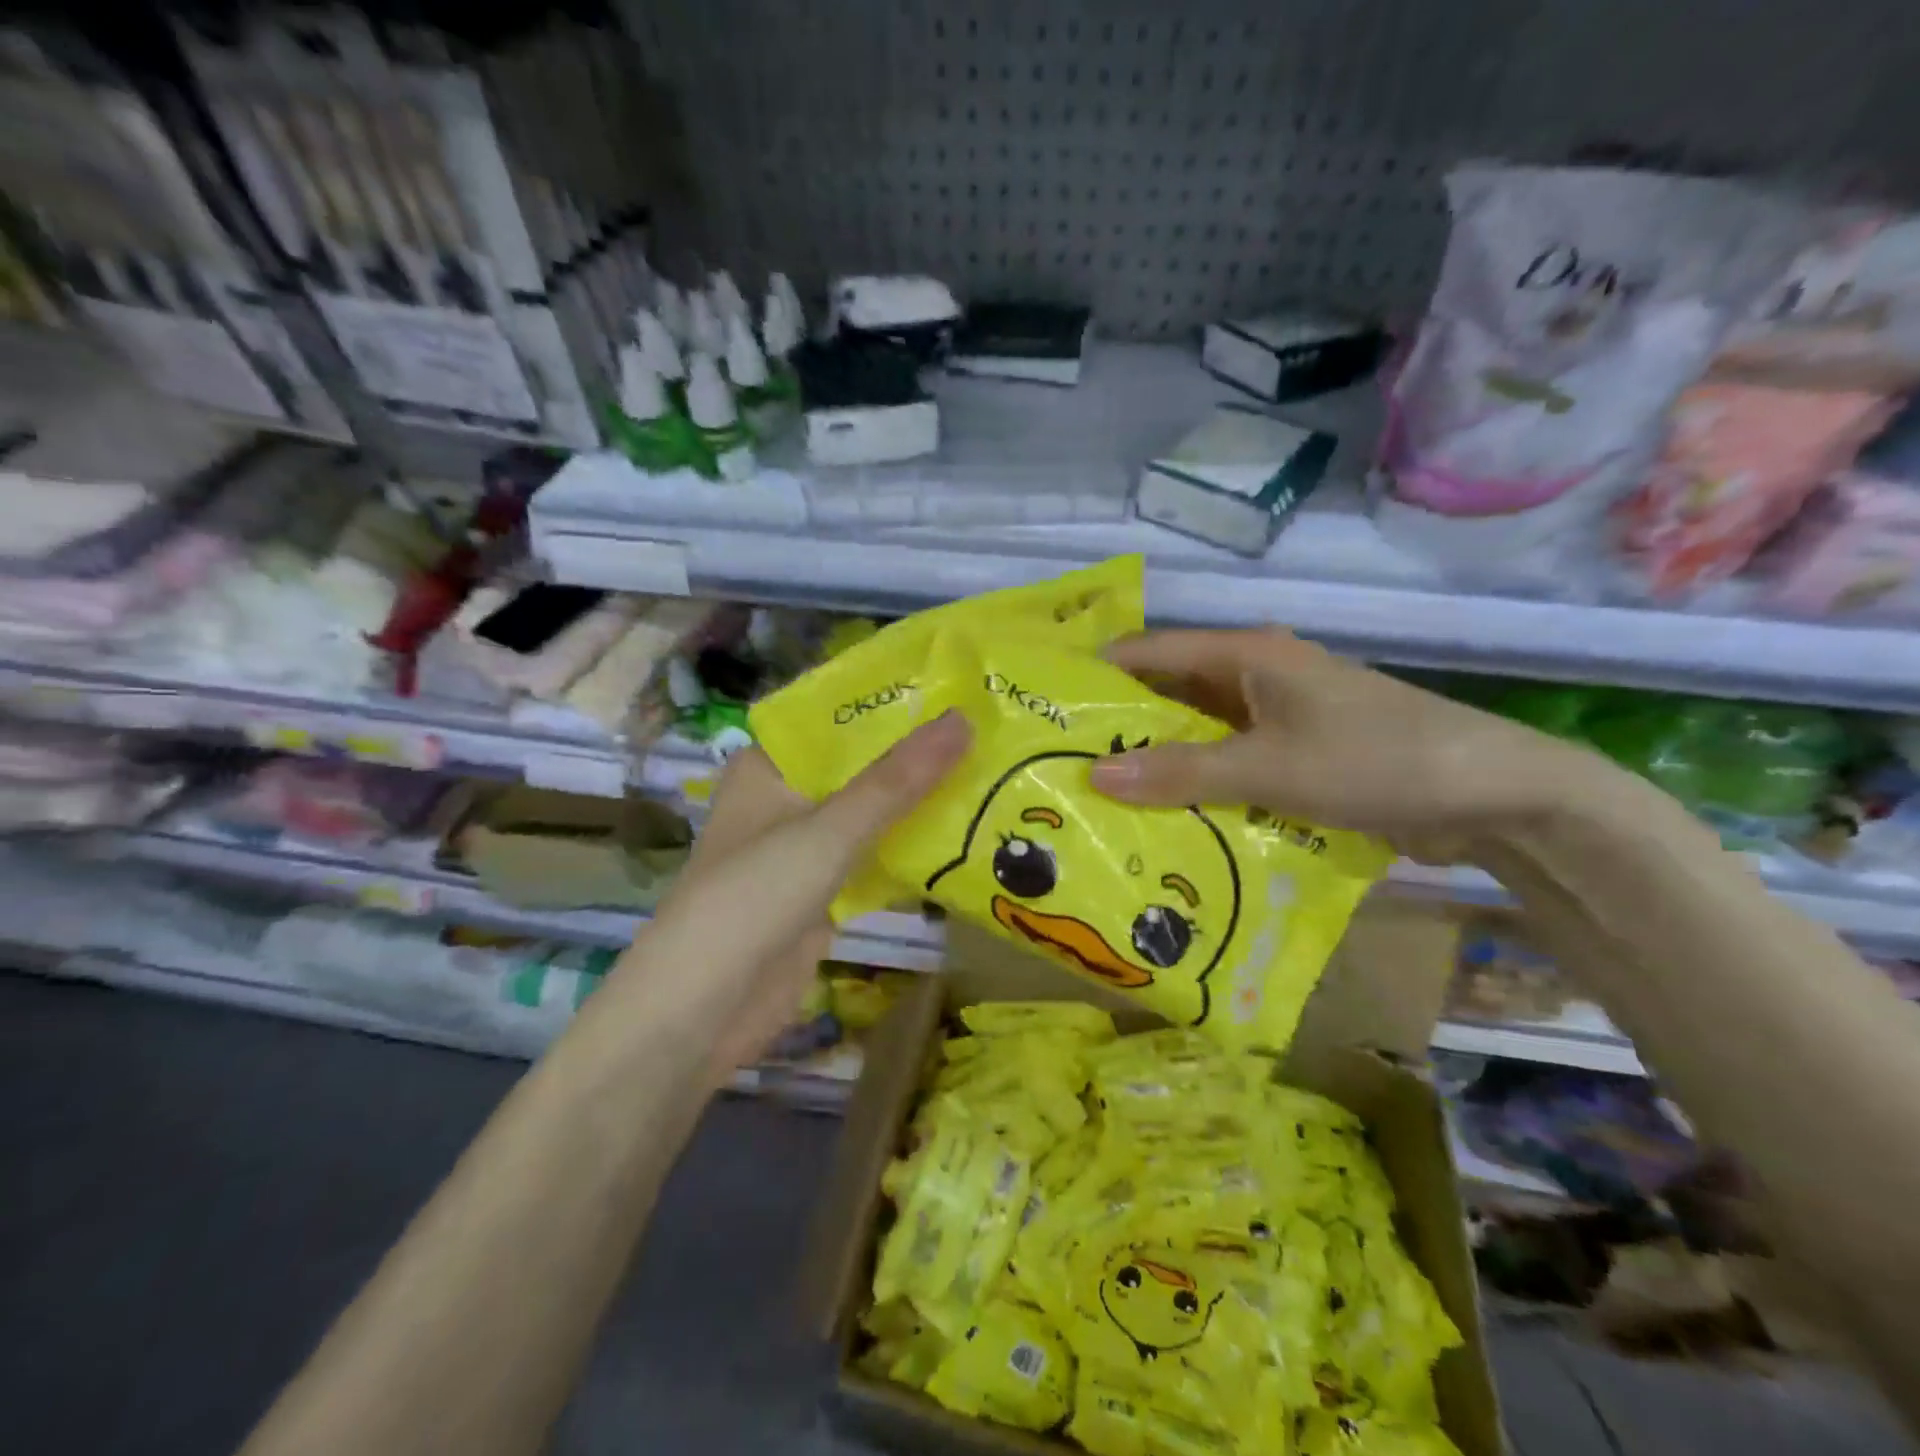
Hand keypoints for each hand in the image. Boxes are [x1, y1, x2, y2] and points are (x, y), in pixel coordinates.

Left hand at [634, 709, 970, 1080]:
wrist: (702, 1011)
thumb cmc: (753, 898)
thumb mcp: (829, 830)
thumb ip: (897, 780)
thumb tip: (963, 719)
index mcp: (769, 767)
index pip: (837, 719)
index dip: (892, 704)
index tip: (956, 688)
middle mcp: (784, 800)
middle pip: (860, 768)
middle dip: (916, 757)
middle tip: (989, 730)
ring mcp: (803, 849)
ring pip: (870, 815)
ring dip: (918, 804)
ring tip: (990, 773)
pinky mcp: (820, 894)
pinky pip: (872, 860)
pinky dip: (909, 851)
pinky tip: (964, 837)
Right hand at [1089, 629, 1606, 861]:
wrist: (1493, 794)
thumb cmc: (1375, 760)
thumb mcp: (1270, 768)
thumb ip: (1182, 773)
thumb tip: (1094, 777)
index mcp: (1246, 654)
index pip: (1148, 652)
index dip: (1097, 675)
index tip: (1047, 708)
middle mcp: (1254, 676)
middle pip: (1168, 694)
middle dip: (1121, 727)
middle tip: (1063, 764)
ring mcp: (1276, 716)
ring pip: (1197, 733)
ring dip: (1158, 761)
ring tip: (1099, 796)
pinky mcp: (1294, 753)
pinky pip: (1228, 763)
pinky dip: (1197, 784)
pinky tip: (1164, 817)